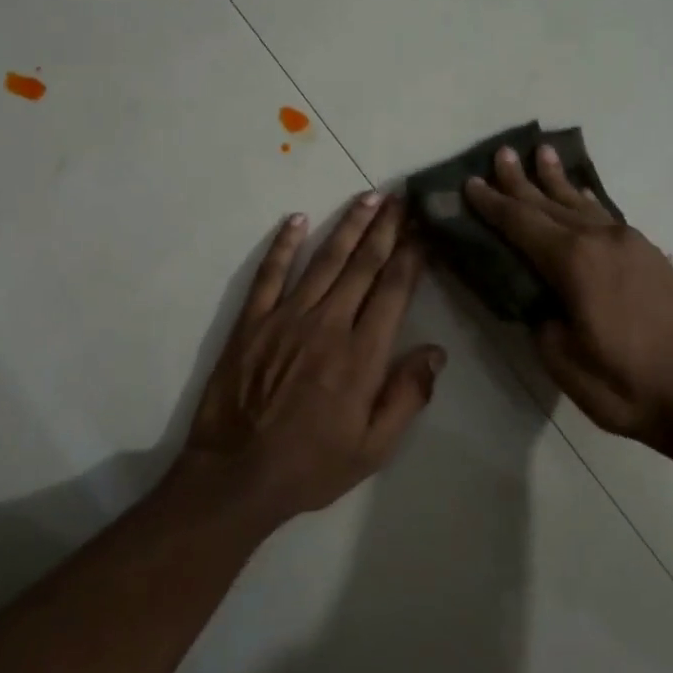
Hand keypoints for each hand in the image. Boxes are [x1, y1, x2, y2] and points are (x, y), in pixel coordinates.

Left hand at [185, 192, 446, 519]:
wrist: (237, 475)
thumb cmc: (312, 465)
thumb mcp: (374, 447)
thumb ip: (408, 396)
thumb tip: (435, 351)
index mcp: (361, 354)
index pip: (394, 290)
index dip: (411, 255)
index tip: (423, 229)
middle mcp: (328, 323)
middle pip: (363, 264)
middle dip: (386, 228)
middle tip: (401, 197)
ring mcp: (286, 317)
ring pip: (324, 260)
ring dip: (348, 225)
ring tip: (368, 197)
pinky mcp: (252, 321)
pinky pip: (269, 273)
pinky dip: (283, 244)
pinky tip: (297, 219)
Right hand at [464, 144, 672, 450]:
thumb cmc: (621, 385)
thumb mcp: (561, 357)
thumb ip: (541, 316)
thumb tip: (540, 298)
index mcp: (575, 262)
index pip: (522, 224)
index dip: (493, 204)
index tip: (470, 183)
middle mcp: (603, 240)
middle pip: (551, 204)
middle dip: (521, 181)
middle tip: (501, 153)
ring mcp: (632, 245)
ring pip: (584, 204)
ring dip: (558, 181)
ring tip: (542, 153)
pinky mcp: (652, 257)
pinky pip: (609, 218)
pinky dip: (588, 203)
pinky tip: (583, 195)